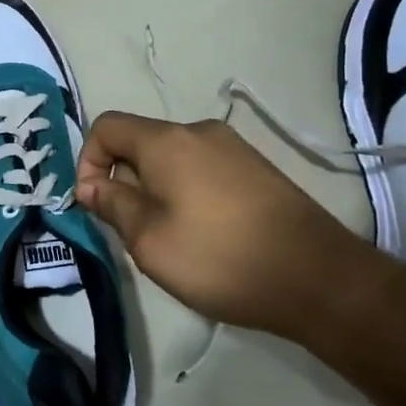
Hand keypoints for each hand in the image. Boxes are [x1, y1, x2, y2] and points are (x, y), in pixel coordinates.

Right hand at [75, 112, 387, 337]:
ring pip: (171, 158)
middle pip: (140, 142)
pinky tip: (204, 233)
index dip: (87, 161)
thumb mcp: (149, 241)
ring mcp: (233, 147)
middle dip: (123, 180)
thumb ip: (112, 206)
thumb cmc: (220, 258)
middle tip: (132, 230)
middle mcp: (199, 131)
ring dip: (154, 189)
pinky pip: (202, 169)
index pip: (106, 127)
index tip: (93, 205)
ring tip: (169, 236)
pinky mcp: (256, 168)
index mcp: (166, 141)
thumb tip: (91, 186)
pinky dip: (186, 191)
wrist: (319, 278)